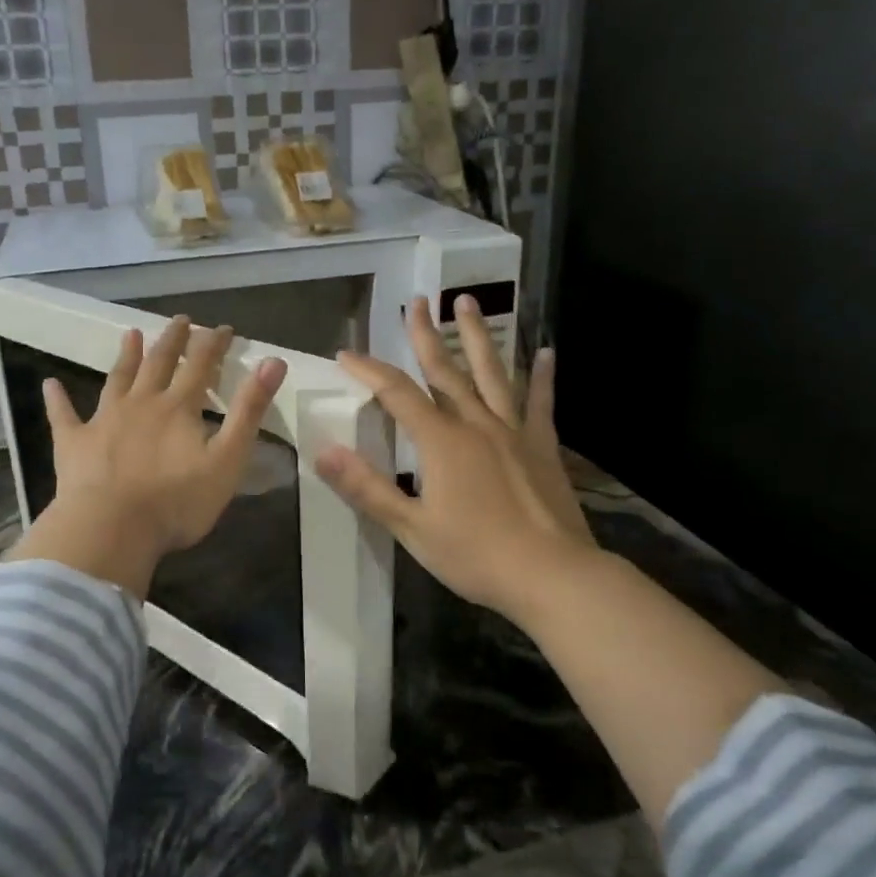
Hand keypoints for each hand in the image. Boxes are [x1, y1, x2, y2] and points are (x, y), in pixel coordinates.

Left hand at [9, 316, 286, 594]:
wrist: (112, 528)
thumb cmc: (177, 501)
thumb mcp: (228, 458)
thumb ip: (249, 410)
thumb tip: (274, 361)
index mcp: (178, 408)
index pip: (201, 365)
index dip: (214, 344)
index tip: (224, 328)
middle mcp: (141, 403)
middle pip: (159, 362)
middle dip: (173, 340)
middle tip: (180, 319)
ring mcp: (104, 420)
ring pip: (117, 379)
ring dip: (126, 356)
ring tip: (130, 334)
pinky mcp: (74, 443)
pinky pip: (64, 416)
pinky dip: (58, 399)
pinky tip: (50, 385)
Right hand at [317, 296, 596, 623]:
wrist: (552, 575)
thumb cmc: (476, 555)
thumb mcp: (412, 528)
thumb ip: (367, 488)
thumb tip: (323, 452)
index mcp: (441, 441)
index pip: (396, 394)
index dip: (369, 370)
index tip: (346, 353)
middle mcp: (476, 424)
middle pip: (445, 370)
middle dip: (426, 334)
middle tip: (418, 300)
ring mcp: (513, 432)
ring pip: (492, 373)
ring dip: (477, 336)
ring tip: (469, 302)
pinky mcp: (542, 446)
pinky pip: (540, 404)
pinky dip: (542, 377)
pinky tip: (547, 352)